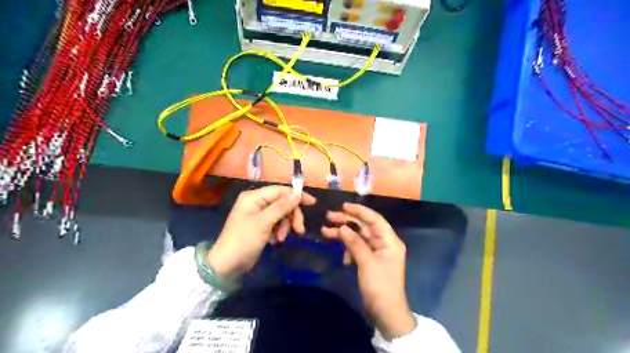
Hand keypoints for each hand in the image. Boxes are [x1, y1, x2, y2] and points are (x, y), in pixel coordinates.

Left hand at [206, 186, 314, 279]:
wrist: (228, 266)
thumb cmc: (243, 241)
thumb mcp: (263, 223)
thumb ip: (281, 207)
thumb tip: (297, 194)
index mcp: (254, 197)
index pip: (280, 190)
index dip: (296, 196)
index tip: (312, 203)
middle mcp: (257, 203)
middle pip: (283, 203)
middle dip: (291, 216)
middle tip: (299, 230)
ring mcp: (259, 215)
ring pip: (282, 214)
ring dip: (285, 226)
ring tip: (280, 239)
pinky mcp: (261, 226)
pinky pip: (277, 223)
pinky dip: (280, 231)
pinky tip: (275, 241)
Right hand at [322, 204, 417, 339]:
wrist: (386, 313)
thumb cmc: (380, 286)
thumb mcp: (367, 263)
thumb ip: (355, 243)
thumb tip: (342, 227)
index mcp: (389, 241)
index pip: (374, 219)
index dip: (359, 211)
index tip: (343, 206)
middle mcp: (384, 243)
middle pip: (364, 226)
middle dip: (347, 221)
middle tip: (329, 217)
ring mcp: (376, 251)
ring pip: (358, 237)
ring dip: (344, 235)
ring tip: (325, 232)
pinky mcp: (370, 260)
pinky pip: (357, 248)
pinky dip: (348, 249)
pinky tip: (343, 257)